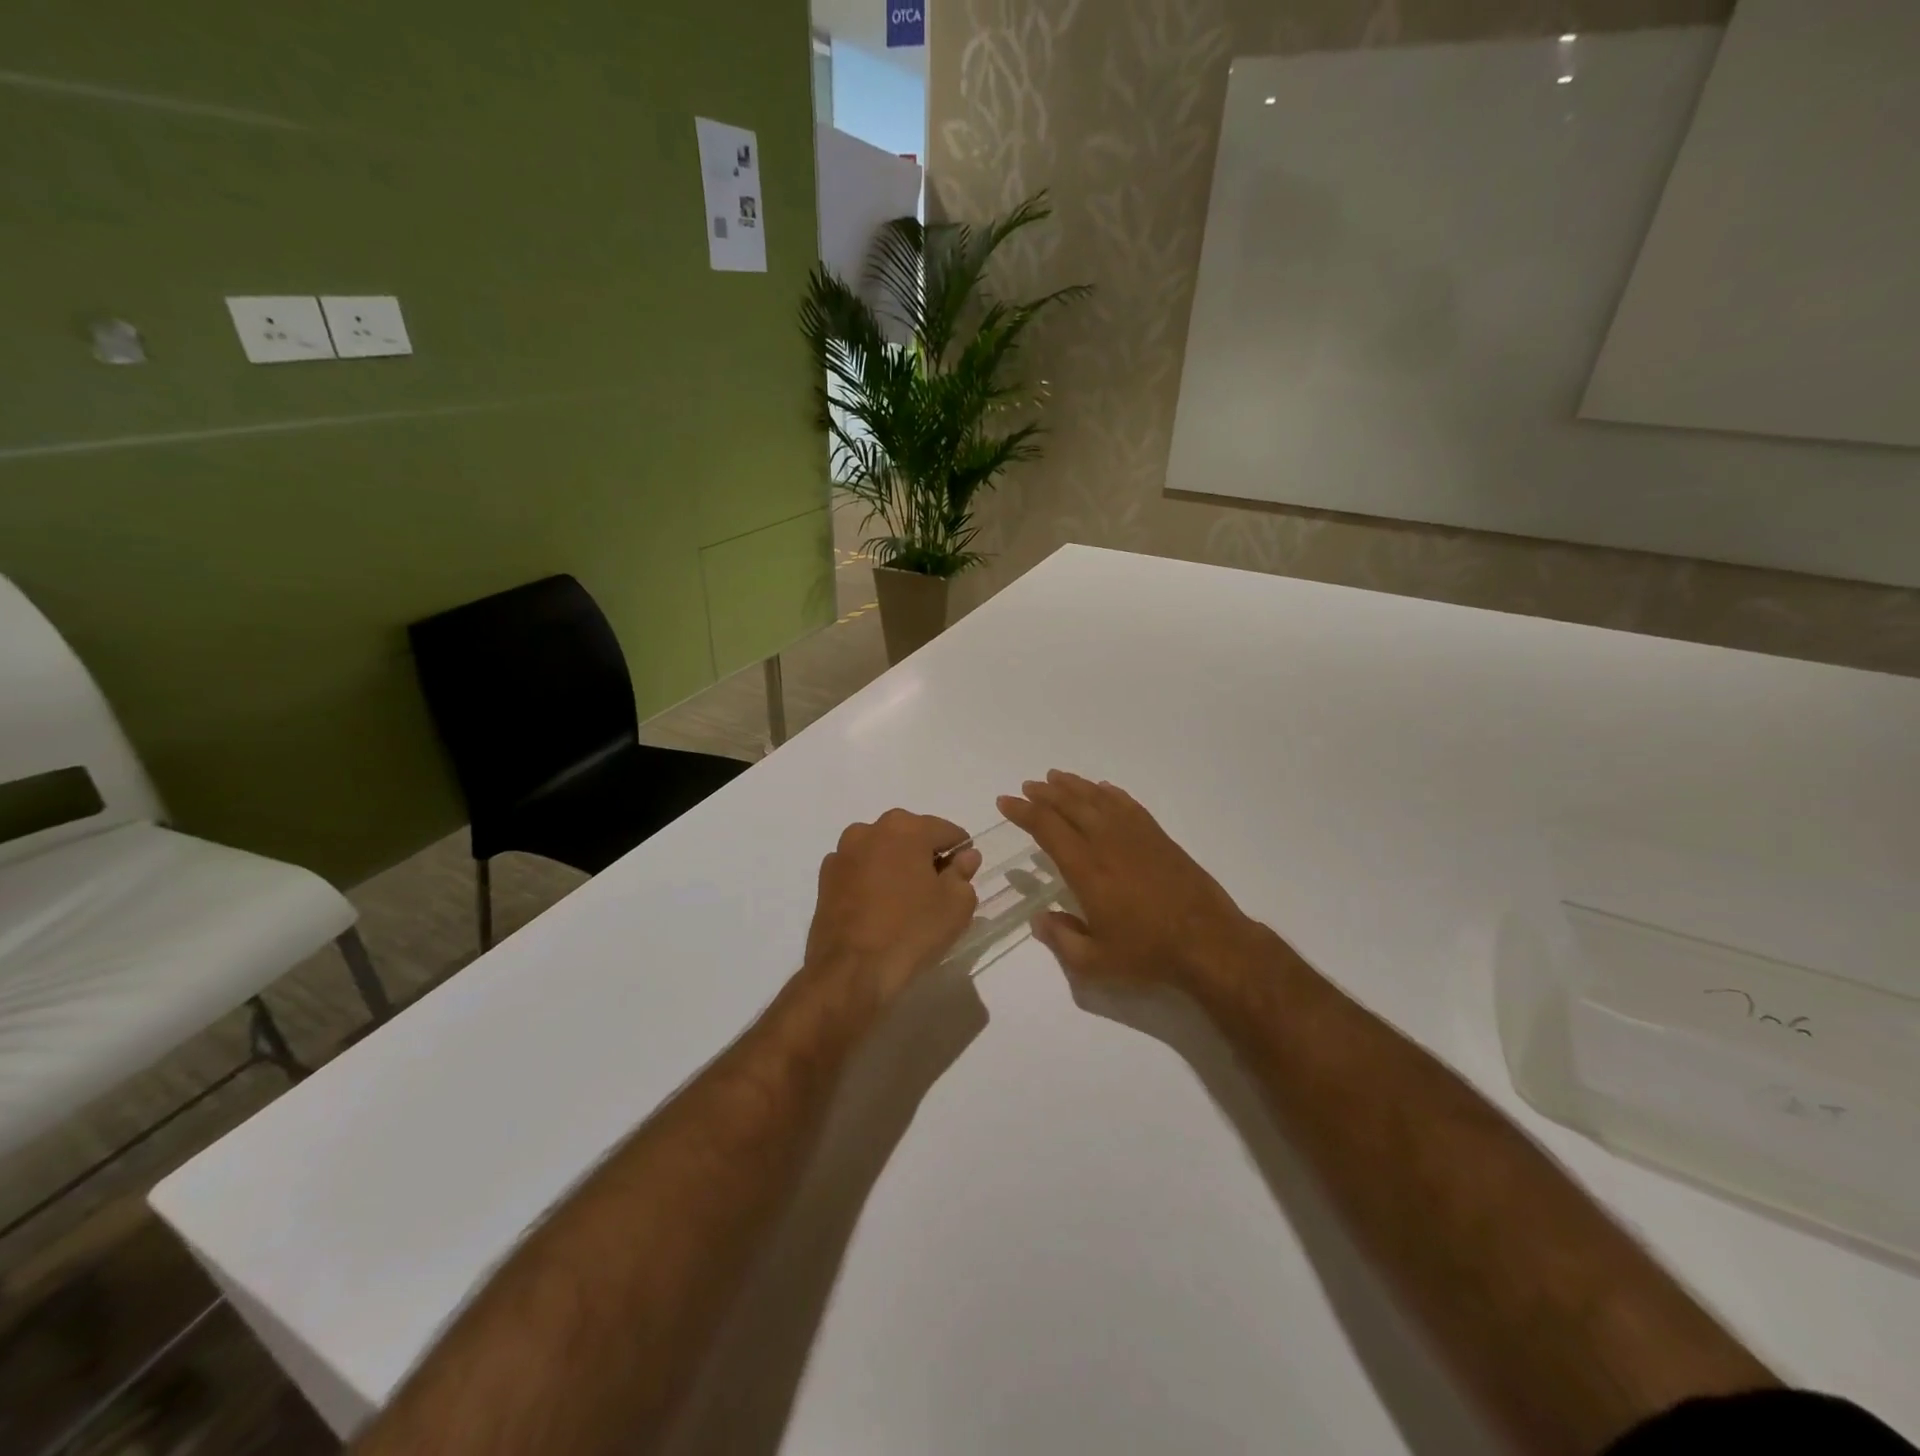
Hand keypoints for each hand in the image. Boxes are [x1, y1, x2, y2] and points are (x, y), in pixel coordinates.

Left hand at [802, 809, 982, 1008]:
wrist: (850, 972)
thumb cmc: (911, 932)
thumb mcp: (956, 905)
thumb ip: (964, 873)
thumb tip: (965, 856)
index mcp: (905, 828)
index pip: (947, 832)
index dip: (961, 853)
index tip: (963, 878)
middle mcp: (870, 830)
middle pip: (911, 837)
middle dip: (927, 857)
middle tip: (937, 892)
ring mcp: (843, 853)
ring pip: (882, 851)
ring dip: (897, 866)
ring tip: (906, 902)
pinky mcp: (825, 878)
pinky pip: (860, 871)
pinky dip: (872, 881)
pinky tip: (879, 910)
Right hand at [997, 771, 1266, 992]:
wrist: (1209, 942)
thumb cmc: (1148, 953)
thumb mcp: (1095, 961)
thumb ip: (1061, 939)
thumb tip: (1038, 920)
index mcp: (1086, 869)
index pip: (1047, 828)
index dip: (1023, 812)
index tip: (1005, 802)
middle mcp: (1107, 842)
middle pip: (1070, 805)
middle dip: (1044, 793)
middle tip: (1027, 786)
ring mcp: (1136, 835)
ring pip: (1098, 799)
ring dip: (1074, 786)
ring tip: (1056, 777)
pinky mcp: (1159, 837)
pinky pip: (1128, 804)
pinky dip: (1110, 793)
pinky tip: (1102, 789)